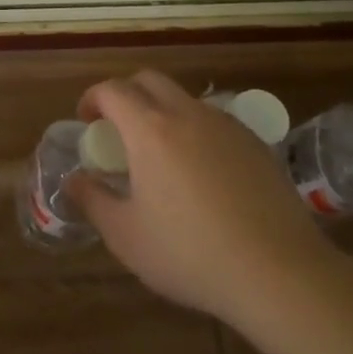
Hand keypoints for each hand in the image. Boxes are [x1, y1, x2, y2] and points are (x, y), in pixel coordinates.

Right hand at [68, 70, 340, 324]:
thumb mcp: (126, 236)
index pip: (112, 90)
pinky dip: (196, 131)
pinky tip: (202, 173)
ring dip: (163, 111)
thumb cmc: (190, 254)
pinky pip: (215, 122)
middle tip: (118, 128)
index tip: (86, 120)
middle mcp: (187, 114)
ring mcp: (227, 126)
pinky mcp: (257, 145)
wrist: (279, 273)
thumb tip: (73, 180)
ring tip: (160, 153)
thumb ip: (93, 201)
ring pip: (185, 99)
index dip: (92, 98)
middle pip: (149, 80)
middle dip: (126, 94)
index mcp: (150, 130)